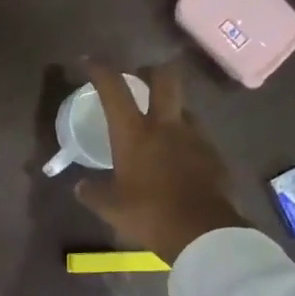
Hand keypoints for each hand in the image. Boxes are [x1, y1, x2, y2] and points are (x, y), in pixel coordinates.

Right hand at [76, 59, 247, 262]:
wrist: (203, 233)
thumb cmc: (149, 215)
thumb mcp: (111, 209)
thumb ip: (93, 194)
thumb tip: (80, 186)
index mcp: (135, 134)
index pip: (114, 89)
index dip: (100, 70)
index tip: (89, 62)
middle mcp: (166, 125)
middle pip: (166, 78)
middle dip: (153, 70)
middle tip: (143, 77)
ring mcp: (195, 137)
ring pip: (183, 109)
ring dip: (171, 111)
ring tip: (160, 129)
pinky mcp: (214, 155)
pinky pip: (197, 137)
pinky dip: (185, 141)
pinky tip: (178, 161)